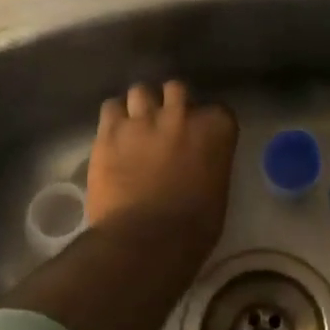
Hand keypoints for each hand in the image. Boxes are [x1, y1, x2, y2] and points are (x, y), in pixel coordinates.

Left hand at [87, 81, 237, 261]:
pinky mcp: (110, 131)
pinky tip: (115, 131)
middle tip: (167, 124)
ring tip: (137, 123)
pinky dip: (114, 116)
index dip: (207, 122)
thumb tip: (200, 162)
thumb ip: (210, 163)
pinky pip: (111, 107)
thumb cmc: (192, 228)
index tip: (201, 136)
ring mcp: (143, 119)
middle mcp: (181, 114)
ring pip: (141, 90)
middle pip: (177, 89)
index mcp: (215, 130)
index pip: (219, 110)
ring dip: (141, 105)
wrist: (146, 240)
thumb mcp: (218, 192)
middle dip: (172, 103)